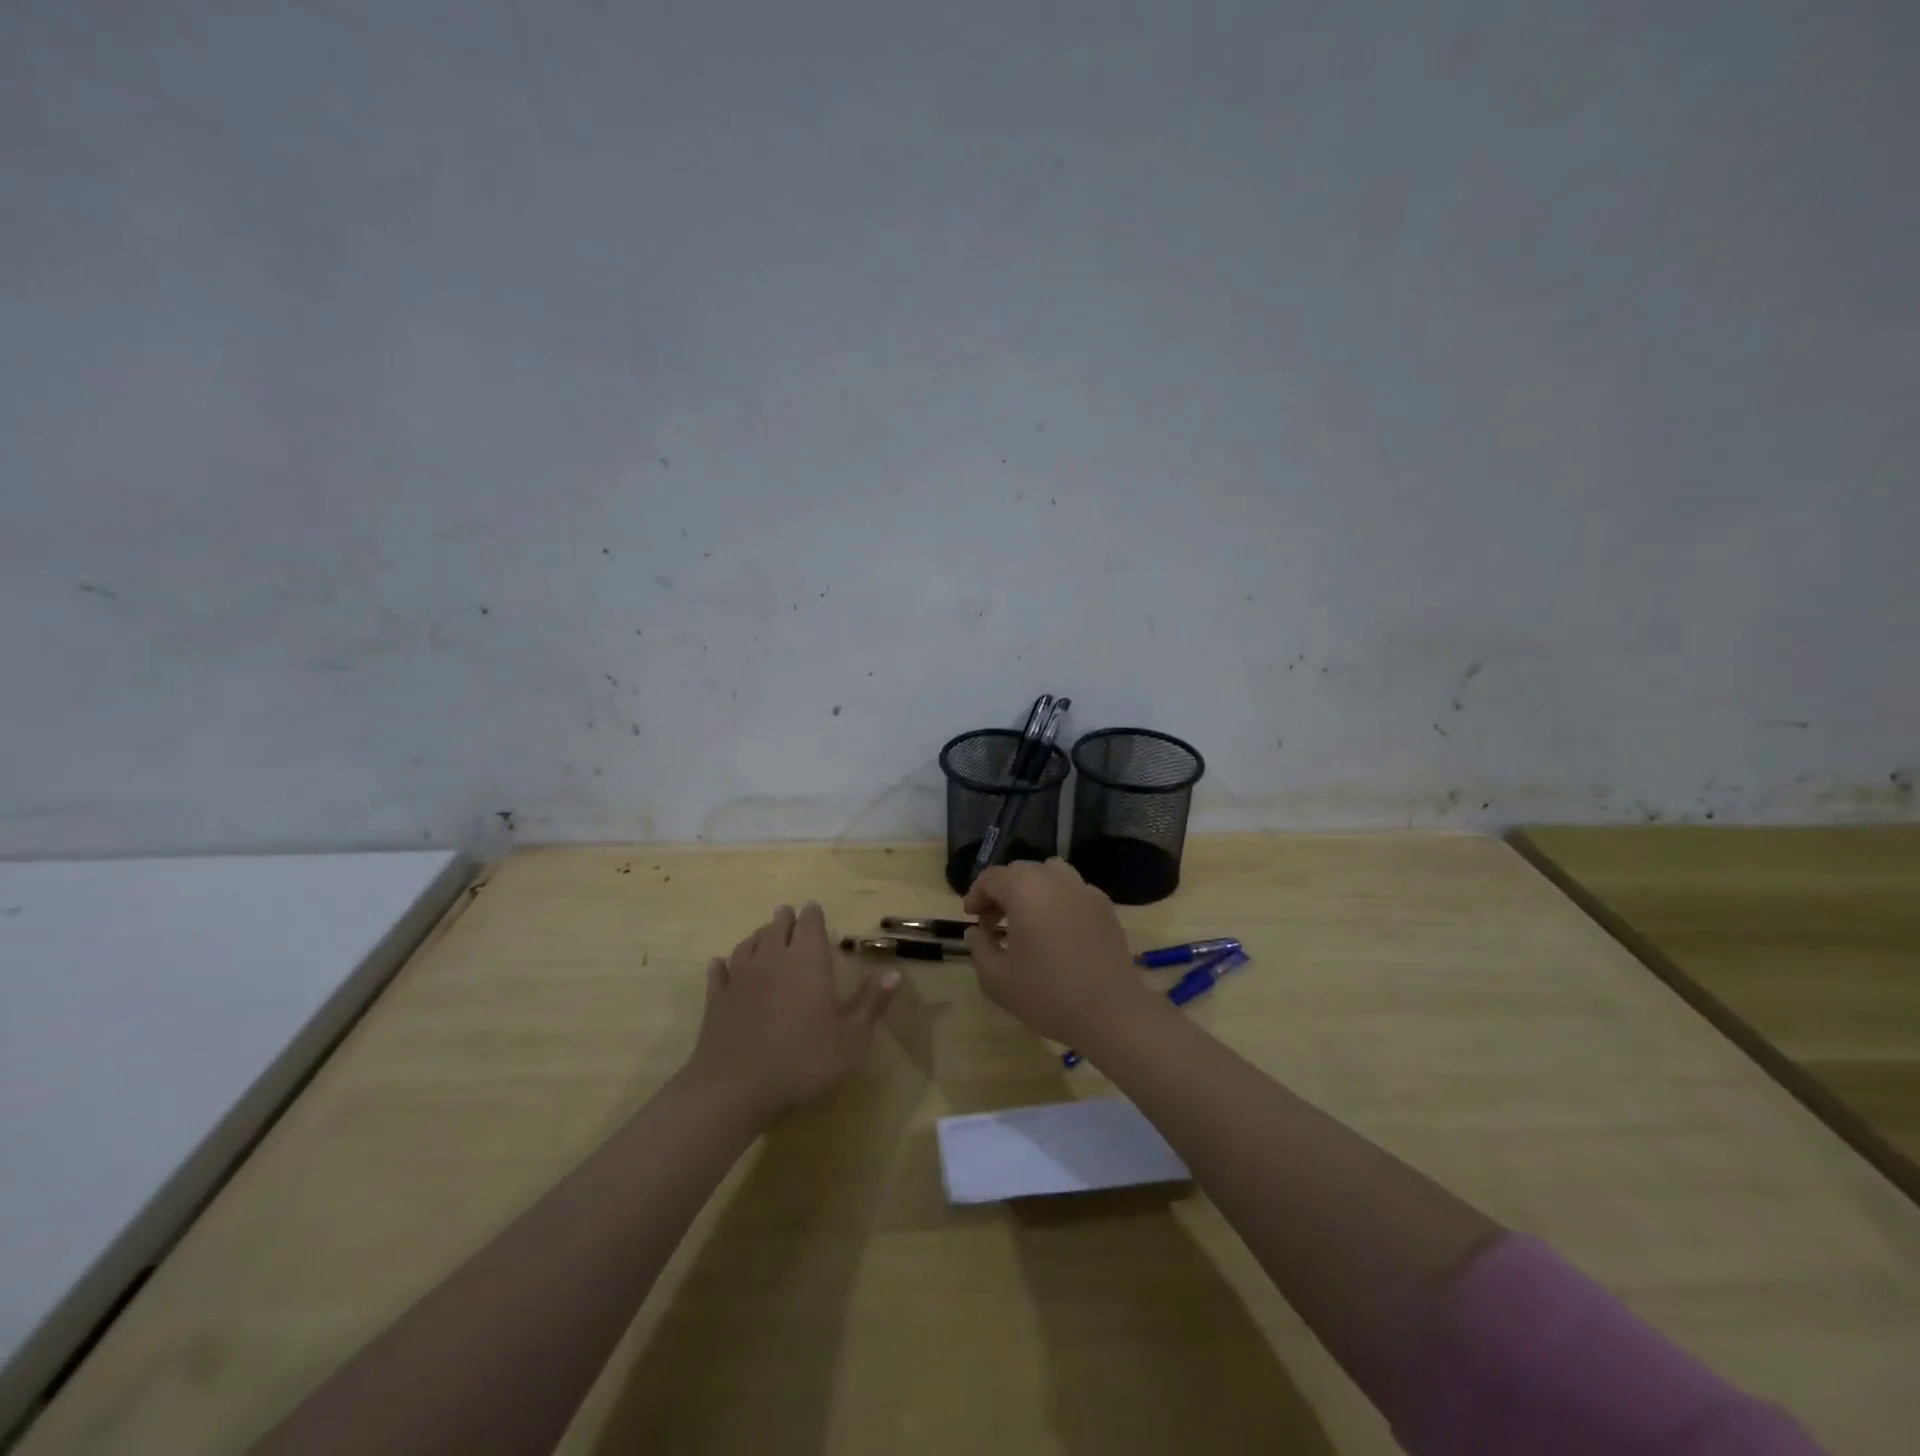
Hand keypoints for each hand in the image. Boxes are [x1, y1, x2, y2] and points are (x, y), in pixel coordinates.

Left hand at [686, 903, 899, 1119]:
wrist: (736, 1088)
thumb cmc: (803, 1060)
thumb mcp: (852, 1038)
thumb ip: (872, 1002)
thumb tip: (894, 972)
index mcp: (808, 961)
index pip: (810, 924)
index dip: (813, 915)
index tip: (814, 909)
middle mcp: (773, 959)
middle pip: (777, 927)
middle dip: (785, 919)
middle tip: (788, 914)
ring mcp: (741, 977)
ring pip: (749, 944)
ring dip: (758, 936)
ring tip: (763, 934)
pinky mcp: (717, 999)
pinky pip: (720, 972)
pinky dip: (722, 965)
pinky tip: (721, 964)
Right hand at [963, 859, 1162, 1047]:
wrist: (1111, 1013)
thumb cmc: (1048, 995)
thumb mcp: (997, 979)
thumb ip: (979, 948)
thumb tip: (976, 931)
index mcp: (1025, 889)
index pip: (992, 877)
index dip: (976, 894)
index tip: (971, 918)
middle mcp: (1055, 879)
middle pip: (1020, 871)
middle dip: (1001, 891)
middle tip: (992, 922)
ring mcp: (1085, 890)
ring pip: (1050, 874)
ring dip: (1031, 889)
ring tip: (1026, 919)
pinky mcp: (1105, 906)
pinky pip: (1074, 890)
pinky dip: (1058, 899)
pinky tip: (1057, 930)